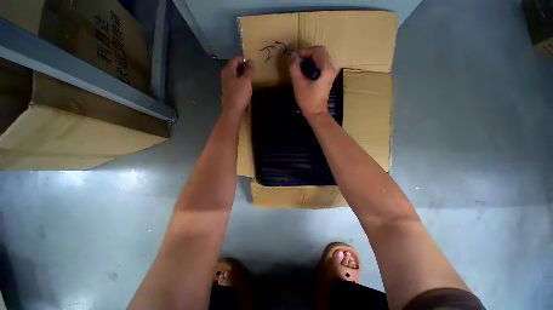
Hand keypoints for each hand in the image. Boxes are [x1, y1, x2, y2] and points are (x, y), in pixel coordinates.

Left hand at [221, 56, 253, 117]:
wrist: (233, 111)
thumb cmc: (240, 94)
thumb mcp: (246, 81)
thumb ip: (249, 70)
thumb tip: (251, 61)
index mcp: (228, 70)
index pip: (235, 59)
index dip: (244, 59)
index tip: (253, 64)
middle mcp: (225, 75)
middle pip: (234, 66)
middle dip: (244, 67)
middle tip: (253, 70)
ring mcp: (226, 84)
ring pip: (235, 75)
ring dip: (243, 75)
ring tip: (251, 78)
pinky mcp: (229, 91)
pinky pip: (235, 82)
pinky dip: (241, 81)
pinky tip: (246, 86)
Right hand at [289, 46, 336, 118]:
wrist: (316, 113)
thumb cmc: (307, 100)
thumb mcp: (298, 83)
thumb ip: (294, 68)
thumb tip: (292, 55)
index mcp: (326, 68)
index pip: (318, 50)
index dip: (305, 50)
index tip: (295, 57)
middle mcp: (331, 69)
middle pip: (321, 53)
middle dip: (308, 54)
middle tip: (297, 60)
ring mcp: (330, 74)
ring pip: (321, 59)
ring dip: (310, 59)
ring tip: (300, 65)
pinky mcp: (327, 79)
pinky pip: (321, 66)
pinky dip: (313, 65)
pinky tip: (305, 71)